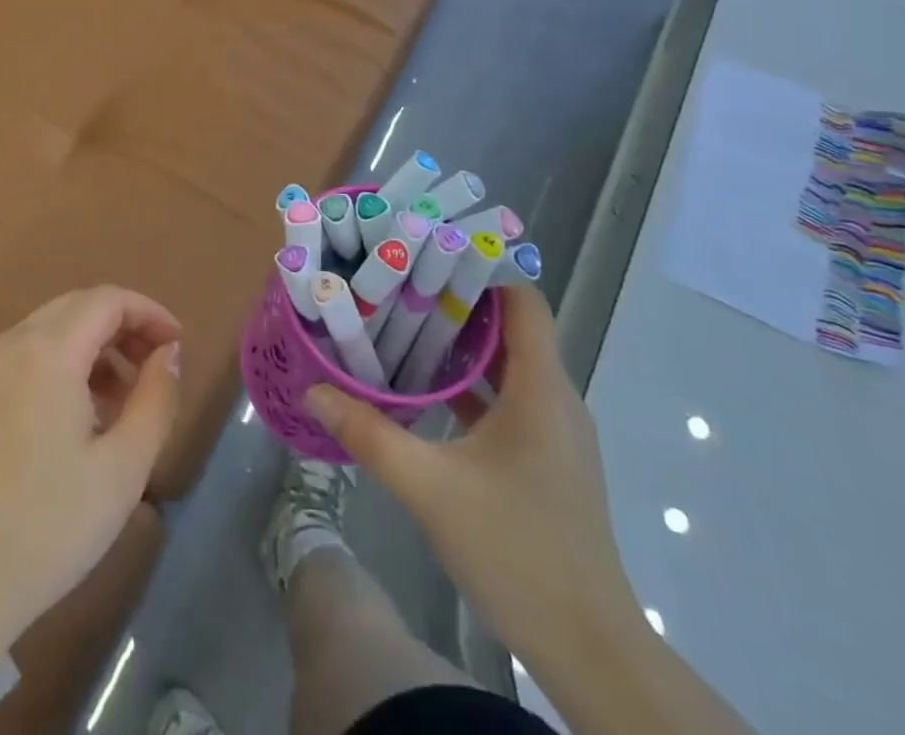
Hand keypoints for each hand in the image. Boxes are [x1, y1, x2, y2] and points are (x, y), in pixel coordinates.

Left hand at [0, 287, 181, 663]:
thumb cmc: (46, 529)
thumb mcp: (123, 469)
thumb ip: (156, 399)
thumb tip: (167, 354)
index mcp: (47, 351)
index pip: (108, 300)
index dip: (149, 313)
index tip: (177, 345)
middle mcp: (8, 344)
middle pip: (76, 308)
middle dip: (122, 327)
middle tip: (154, 367)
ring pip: (47, 332)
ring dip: (91, 349)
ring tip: (118, 402)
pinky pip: (21, 359)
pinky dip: (58, 367)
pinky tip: (71, 421)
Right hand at [304, 284, 641, 664]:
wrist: (589, 650)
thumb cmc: (517, 551)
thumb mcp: (431, 489)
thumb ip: (370, 434)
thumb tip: (314, 391)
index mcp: (541, 389)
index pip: (523, 301)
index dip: (480, 271)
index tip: (425, 254)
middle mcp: (554, 399)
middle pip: (510, 327)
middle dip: (455, 302)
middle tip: (397, 284)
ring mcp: (553, 431)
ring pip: (506, 365)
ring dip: (459, 344)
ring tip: (401, 324)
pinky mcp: (545, 459)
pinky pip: (507, 399)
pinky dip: (469, 384)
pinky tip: (423, 389)